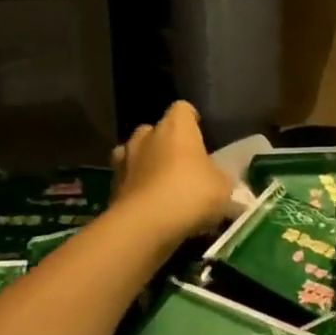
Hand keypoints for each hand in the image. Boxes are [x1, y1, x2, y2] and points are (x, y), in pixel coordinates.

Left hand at [107, 102, 231, 246]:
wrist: (147, 225)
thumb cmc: (192, 194)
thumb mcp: (223, 186)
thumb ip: (219, 176)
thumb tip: (216, 178)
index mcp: (176, 128)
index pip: (183, 109)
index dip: (191, 120)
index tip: (199, 135)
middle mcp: (146, 137)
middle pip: (154, 130)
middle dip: (164, 143)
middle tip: (180, 164)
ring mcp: (124, 161)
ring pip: (133, 153)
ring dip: (144, 163)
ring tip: (159, 183)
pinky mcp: (112, 187)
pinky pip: (126, 181)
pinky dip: (135, 188)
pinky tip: (149, 206)